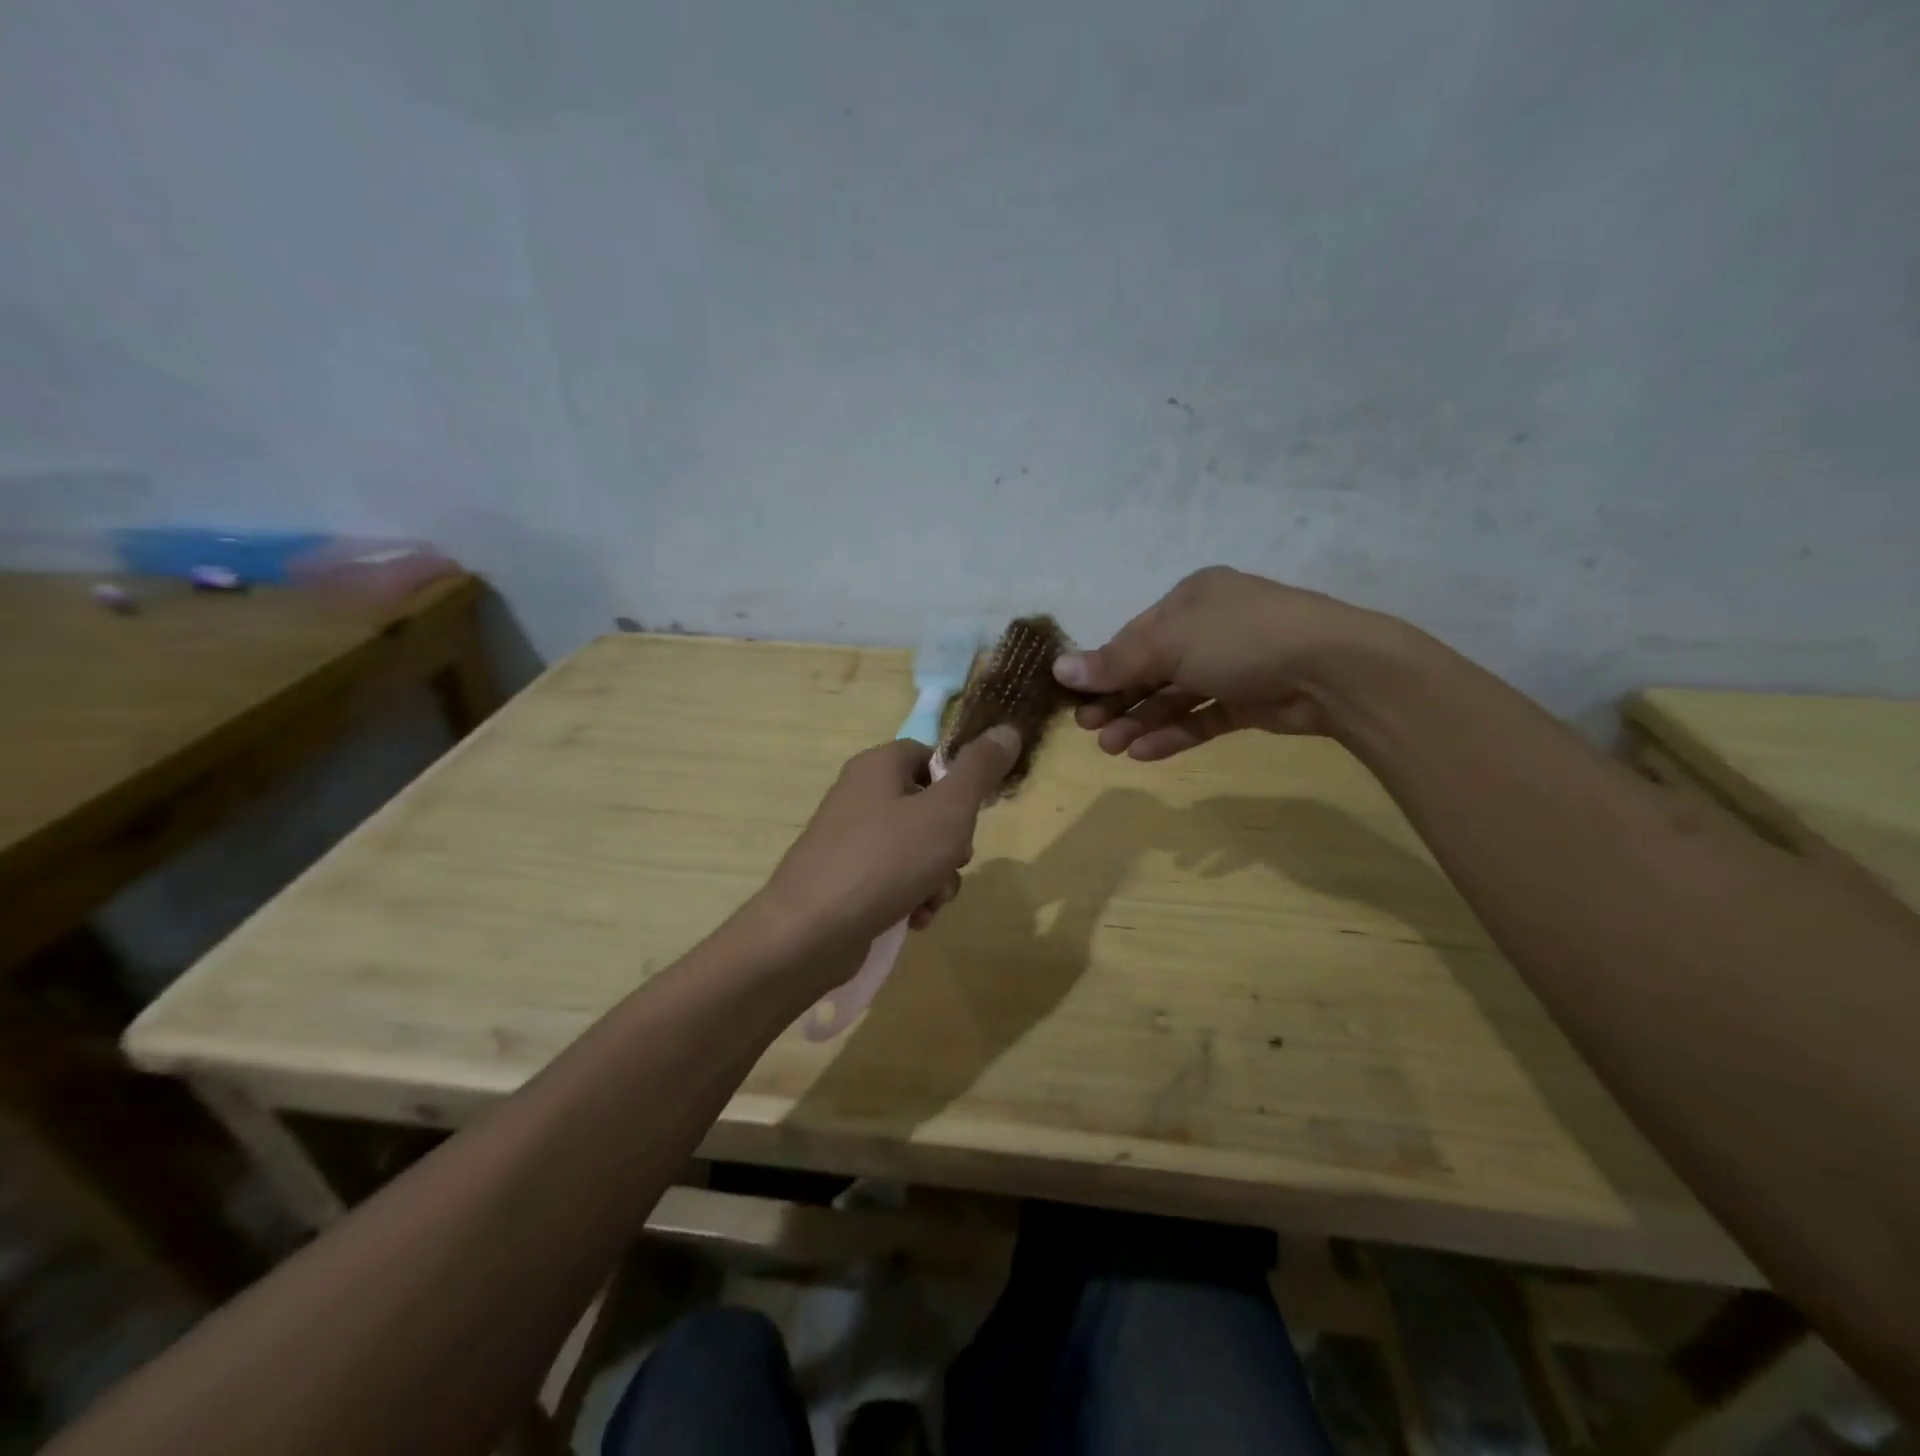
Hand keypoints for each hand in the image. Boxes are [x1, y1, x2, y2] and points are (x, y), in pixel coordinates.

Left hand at [755, 727, 1021, 972]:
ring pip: (915, 848)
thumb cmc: (886, 860)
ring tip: (930, 900)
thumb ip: (980, 770)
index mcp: (878, 766)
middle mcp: (859, 795)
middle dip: (952, 842)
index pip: (929, 756)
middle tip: (953, 861)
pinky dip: (910, 896)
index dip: (959, 782)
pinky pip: (892, 878)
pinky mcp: (844, 879)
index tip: (975, 813)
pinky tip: (913, 919)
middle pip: (927, 806)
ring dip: (936, 877)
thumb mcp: (947, 811)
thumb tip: (1007, 730)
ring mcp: (849, 840)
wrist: (810, 932)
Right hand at [1053, 567, 1393, 759]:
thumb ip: (1115, 662)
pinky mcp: (1250, 701)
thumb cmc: (1241, 639)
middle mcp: (1209, 628)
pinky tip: (1144, 753)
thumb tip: (1059, 668)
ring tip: (1112, 748)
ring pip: (1174, 696)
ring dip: (1141, 721)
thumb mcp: (1169, 644)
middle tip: (1089, 728)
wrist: (1333, 670)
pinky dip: (1173, 733)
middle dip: (1118, 699)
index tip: (1073, 698)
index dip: (1102, 668)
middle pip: (1151, 668)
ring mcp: (1232, 665)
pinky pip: (1202, 716)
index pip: (1133, 636)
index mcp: (1190, 600)